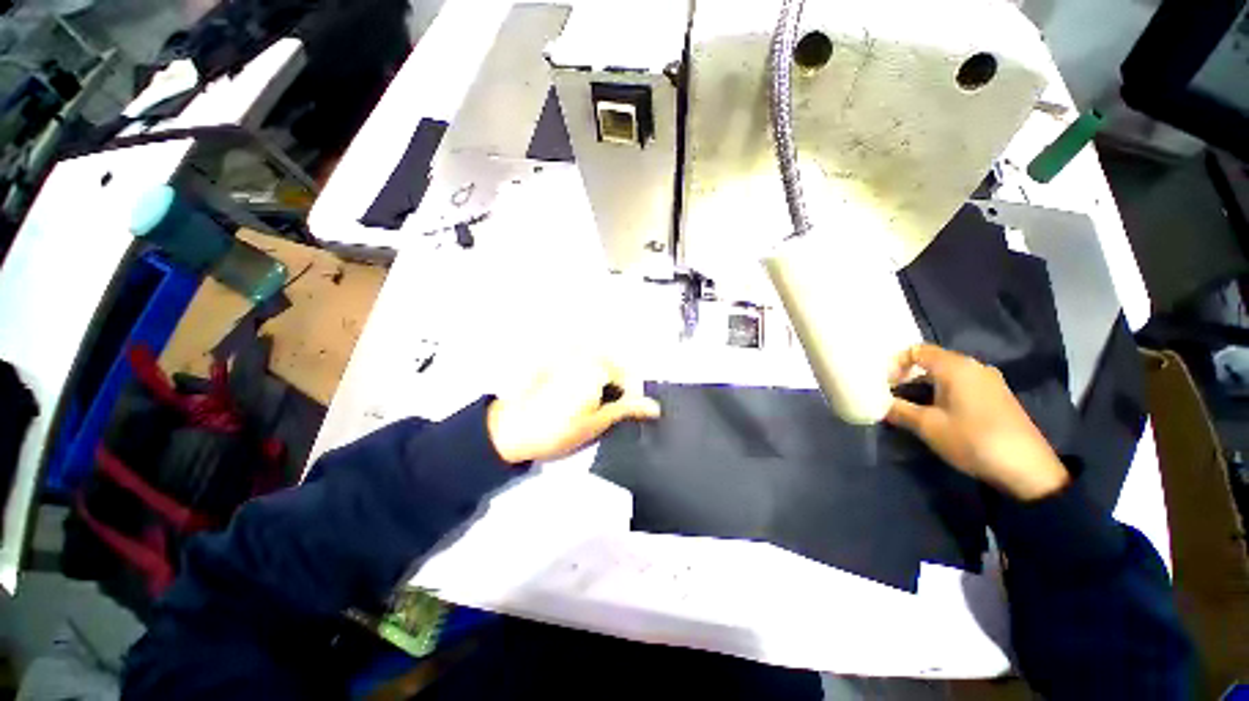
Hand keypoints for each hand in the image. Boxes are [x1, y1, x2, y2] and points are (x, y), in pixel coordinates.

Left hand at [486, 356, 661, 463]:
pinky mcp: (554, 359)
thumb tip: (654, 407)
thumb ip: (627, 410)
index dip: (633, 397)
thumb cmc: (555, 430)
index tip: (629, 412)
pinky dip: (588, 374)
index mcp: (596, 367)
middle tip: (611, 409)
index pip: (629, 377)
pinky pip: (582, 362)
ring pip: (599, 363)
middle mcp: (583, 353)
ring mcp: (567, 354)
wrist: (510, 431)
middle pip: (614, 366)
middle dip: (618, 386)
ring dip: (604, 380)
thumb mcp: (597, 423)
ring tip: (595, 403)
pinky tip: (578, 394)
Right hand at [884, 344, 1069, 500]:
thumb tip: (877, 402)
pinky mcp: (997, 396)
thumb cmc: (972, 440)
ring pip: (946, 374)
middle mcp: (973, 367)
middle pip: (931, 360)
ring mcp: (988, 381)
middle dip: (907, 376)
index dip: (895, 364)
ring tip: (910, 407)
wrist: (1028, 469)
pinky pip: (960, 384)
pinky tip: (936, 413)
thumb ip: (897, 409)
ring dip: (923, 386)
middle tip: (891, 395)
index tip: (884, 385)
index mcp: (955, 367)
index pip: (916, 350)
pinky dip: (941, 392)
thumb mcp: (927, 426)